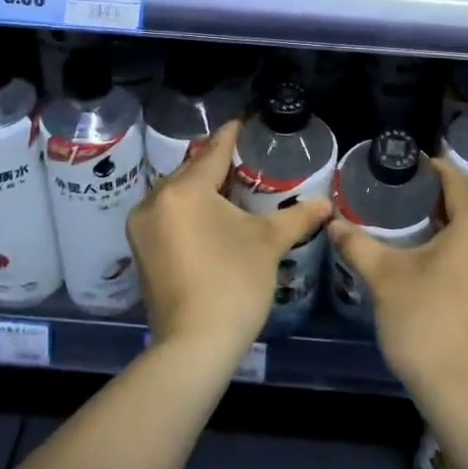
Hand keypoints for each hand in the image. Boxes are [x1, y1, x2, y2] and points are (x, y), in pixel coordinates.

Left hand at [128, 121, 331, 359]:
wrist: (194, 345)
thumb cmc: (234, 283)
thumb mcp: (268, 243)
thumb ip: (297, 216)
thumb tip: (327, 203)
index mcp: (185, 191)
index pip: (213, 152)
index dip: (231, 136)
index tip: (243, 122)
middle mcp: (155, 201)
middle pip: (190, 171)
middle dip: (215, 163)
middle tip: (243, 158)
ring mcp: (142, 228)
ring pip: (175, 194)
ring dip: (199, 188)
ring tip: (228, 186)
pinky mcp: (140, 252)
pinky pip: (166, 215)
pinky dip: (186, 210)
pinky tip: (208, 217)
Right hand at [327, 156, 467, 411]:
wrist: (462, 389)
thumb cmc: (424, 324)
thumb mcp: (384, 278)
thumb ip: (357, 244)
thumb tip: (332, 222)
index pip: (459, 182)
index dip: (436, 169)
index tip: (410, 165)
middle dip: (459, 186)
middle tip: (423, 188)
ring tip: (434, 214)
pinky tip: (448, 246)